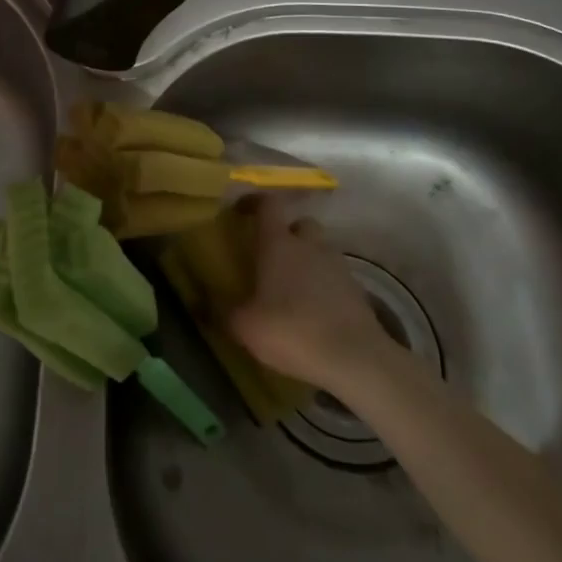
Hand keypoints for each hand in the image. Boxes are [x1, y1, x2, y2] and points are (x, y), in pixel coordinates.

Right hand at [227, 196, 393, 390]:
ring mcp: (337, 265)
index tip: (241, 212)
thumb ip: (223, 312)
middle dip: (286, 233)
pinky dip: (323, 285)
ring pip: (319, 249)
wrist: (355, 359)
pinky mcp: (356, 289)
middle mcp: (309, 244)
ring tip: (293, 287)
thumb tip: (205, 303)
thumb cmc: (293, 330)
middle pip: (299, 223)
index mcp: (279, 243)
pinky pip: (334, 276)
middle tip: (271, 255)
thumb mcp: (245, 327)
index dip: (254, 202)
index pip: (268, 204)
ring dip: (306, 260)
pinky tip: (314, 310)